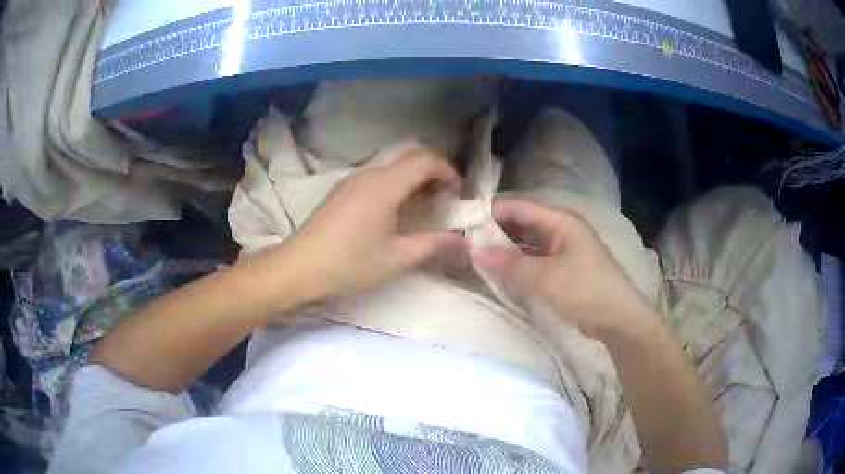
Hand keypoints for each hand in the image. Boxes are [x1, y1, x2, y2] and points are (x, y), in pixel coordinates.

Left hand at [279, 141, 464, 301]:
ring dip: (413, 179)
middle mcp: (369, 174)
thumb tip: (463, 241)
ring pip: (392, 165)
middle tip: (444, 199)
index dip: (448, 171)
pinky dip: (395, 185)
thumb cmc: (350, 264)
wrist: (298, 268)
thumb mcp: (397, 258)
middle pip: (409, 156)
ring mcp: (352, 180)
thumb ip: (433, 245)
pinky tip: (393, 213)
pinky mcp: (342, 191)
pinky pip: (377, 176)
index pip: (426, 159)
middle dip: (433, 171)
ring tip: (422, 208)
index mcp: (385, 185)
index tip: (457, 195)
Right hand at [474, 199, 655, 339]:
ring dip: (506, 250)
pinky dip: (518, 265)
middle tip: (467, 243)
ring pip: (528, 244)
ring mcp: (563, 251)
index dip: (493, 211)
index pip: (520, 207)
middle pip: (523, 224)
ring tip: (478, 258)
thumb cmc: (586, 291)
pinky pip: (534, 261)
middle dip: (497, 232)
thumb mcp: (546, 279)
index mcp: (561, 222)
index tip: (465, 221)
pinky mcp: (563, 270)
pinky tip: (501, 274)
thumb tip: (475, 252)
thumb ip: (510, 265)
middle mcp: (561, 231)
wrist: (619, 320)